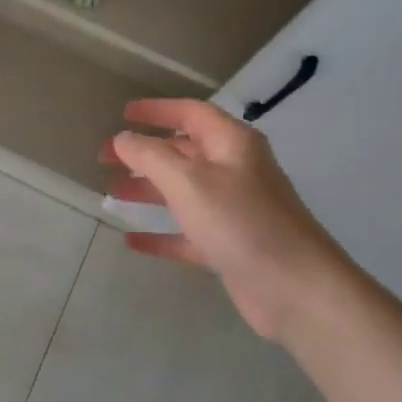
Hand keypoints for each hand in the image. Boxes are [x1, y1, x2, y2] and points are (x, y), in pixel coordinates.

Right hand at [102, 99, 354, 341]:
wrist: (296, 290)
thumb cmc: (241, 222)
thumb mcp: (188, 181)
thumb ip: (150, 156)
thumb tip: (123, 139)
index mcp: (232, 145)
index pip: (191, 113)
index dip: (157, 110)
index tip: (123, 115)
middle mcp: (235, 172)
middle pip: (183, 153)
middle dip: (144, 153)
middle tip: (105, 159)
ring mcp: (234, 211)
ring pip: (183, 192)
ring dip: (148, 189)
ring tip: (112, 192)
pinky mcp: (230, 247)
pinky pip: (187, 234)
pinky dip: (161, 234)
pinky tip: (132, 240)